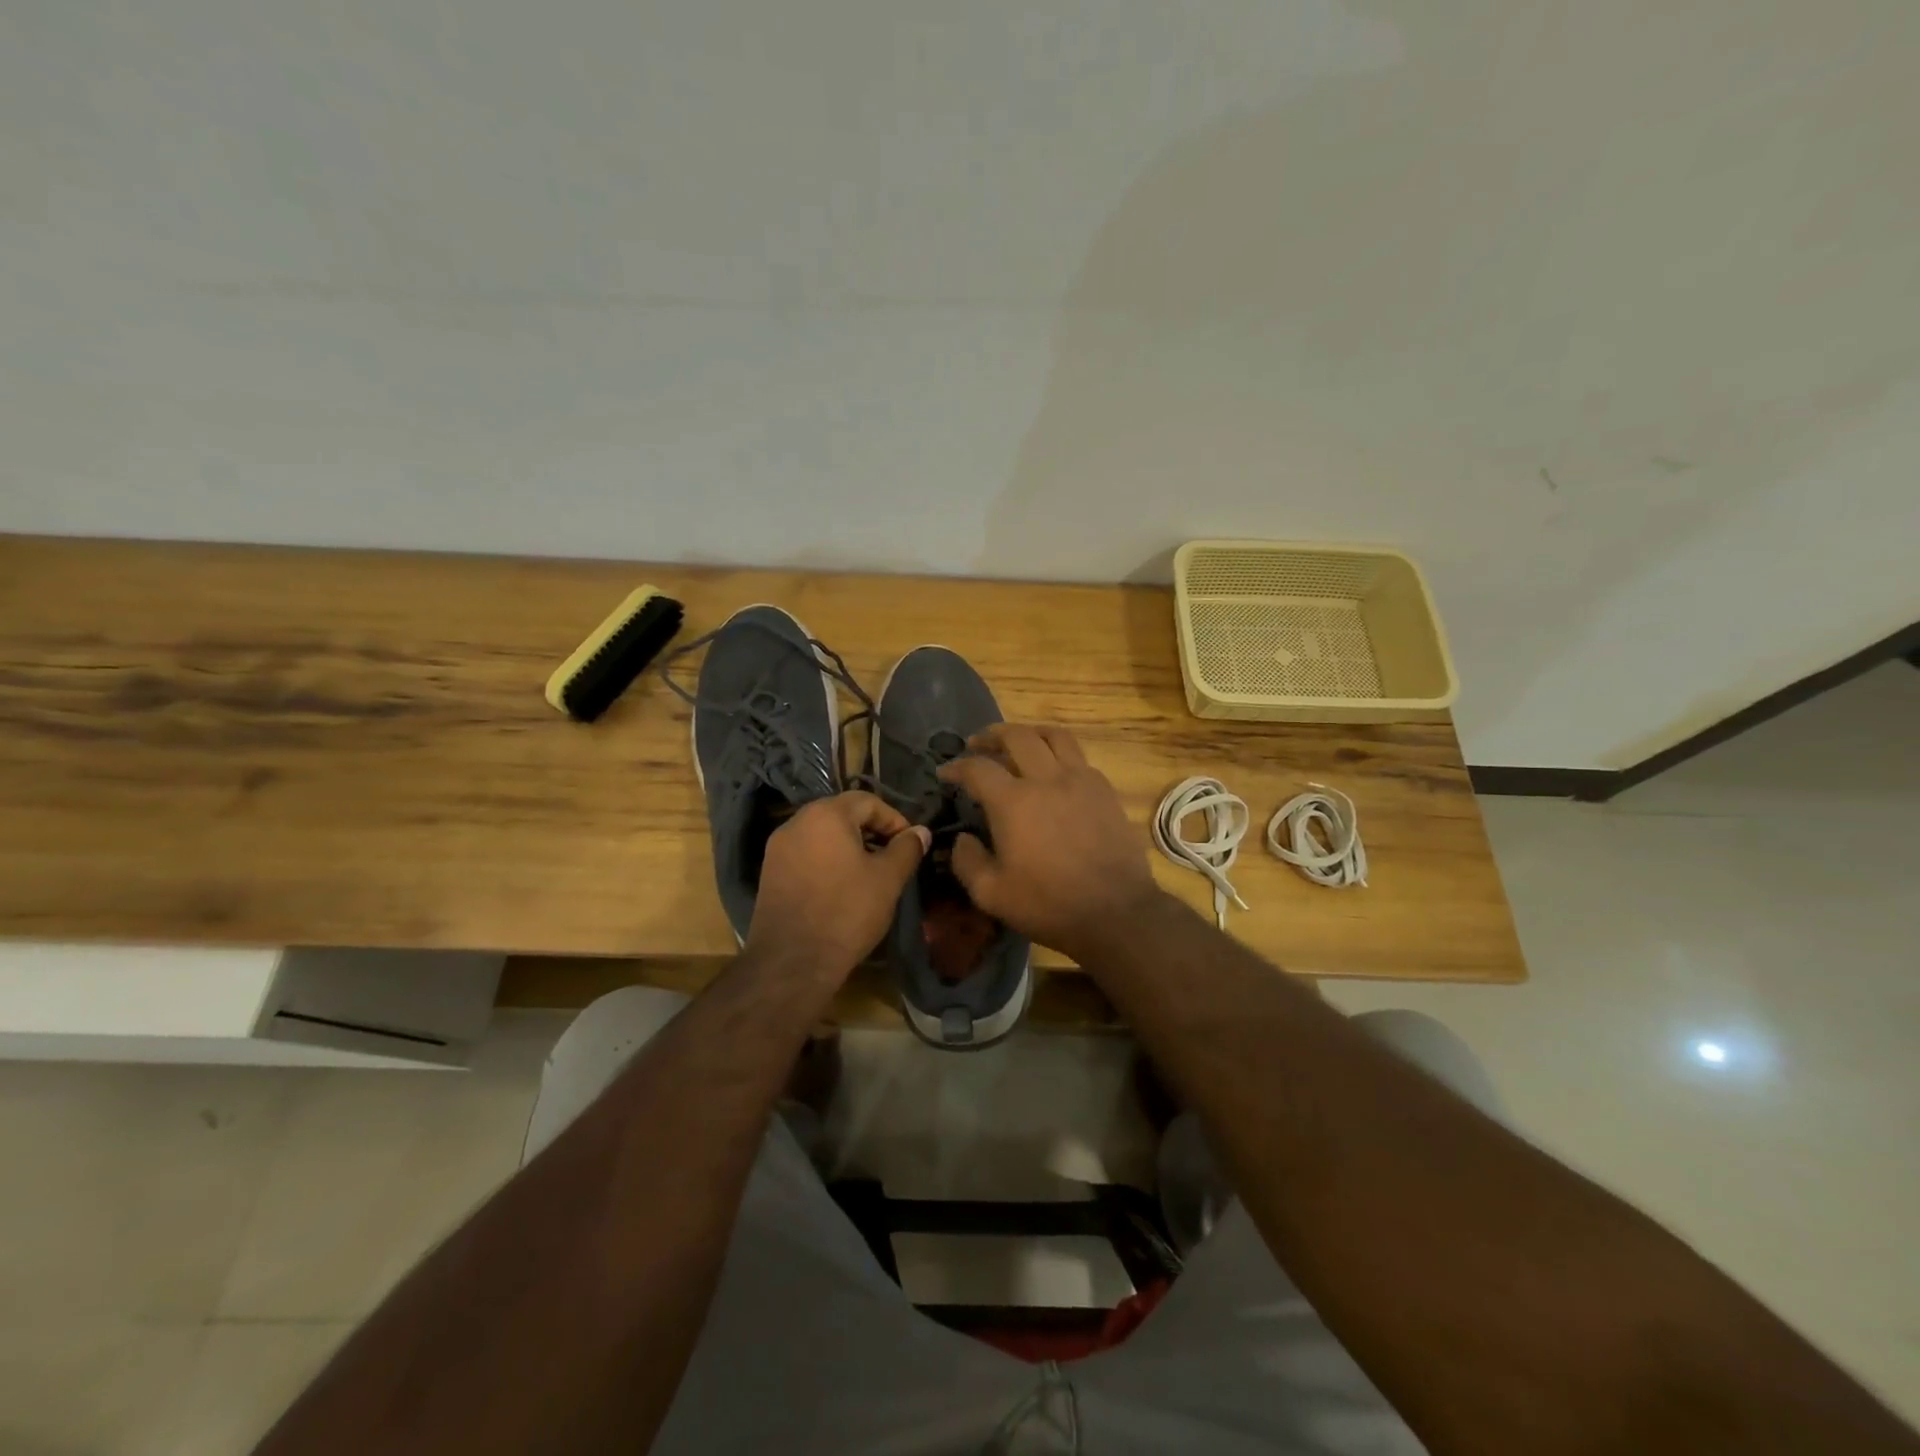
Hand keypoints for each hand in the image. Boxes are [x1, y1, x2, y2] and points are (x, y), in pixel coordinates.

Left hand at [746, 792, 929, 981]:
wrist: (792, 961)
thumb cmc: (847, 912)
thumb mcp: (888, 879)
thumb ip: (907, 849)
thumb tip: (921, 832)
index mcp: (826, 815)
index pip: (867, 801)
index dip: (894, 820)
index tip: (910, 845)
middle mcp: (796, 822)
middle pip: (842, 814)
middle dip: (871, 831)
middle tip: (892, 857)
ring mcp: (778, 848)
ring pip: (822, 835)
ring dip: (849, 846)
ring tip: (869, 874)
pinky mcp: (770, 873)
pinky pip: (806, 854)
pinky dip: (827, 861)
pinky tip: (841, 887)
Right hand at [938, 724, 1164, 959]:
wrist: (1115, 912)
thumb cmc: (1048, 905)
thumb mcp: (991, 894)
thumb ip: (967, 862)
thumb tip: (962, 839)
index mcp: (1013, 802)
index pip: (977, 768)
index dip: (956, 766)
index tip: (945, 772)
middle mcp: (1046, 779)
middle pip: (1016, 736)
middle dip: (991, 735)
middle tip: (978, 743)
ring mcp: (1080, 780)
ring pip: (1054, 736)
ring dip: (1030, 732)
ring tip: (1018, 741)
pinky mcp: (1105, 790)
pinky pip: (1079, 757)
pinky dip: (1059, 754)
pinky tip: (1054, 771)